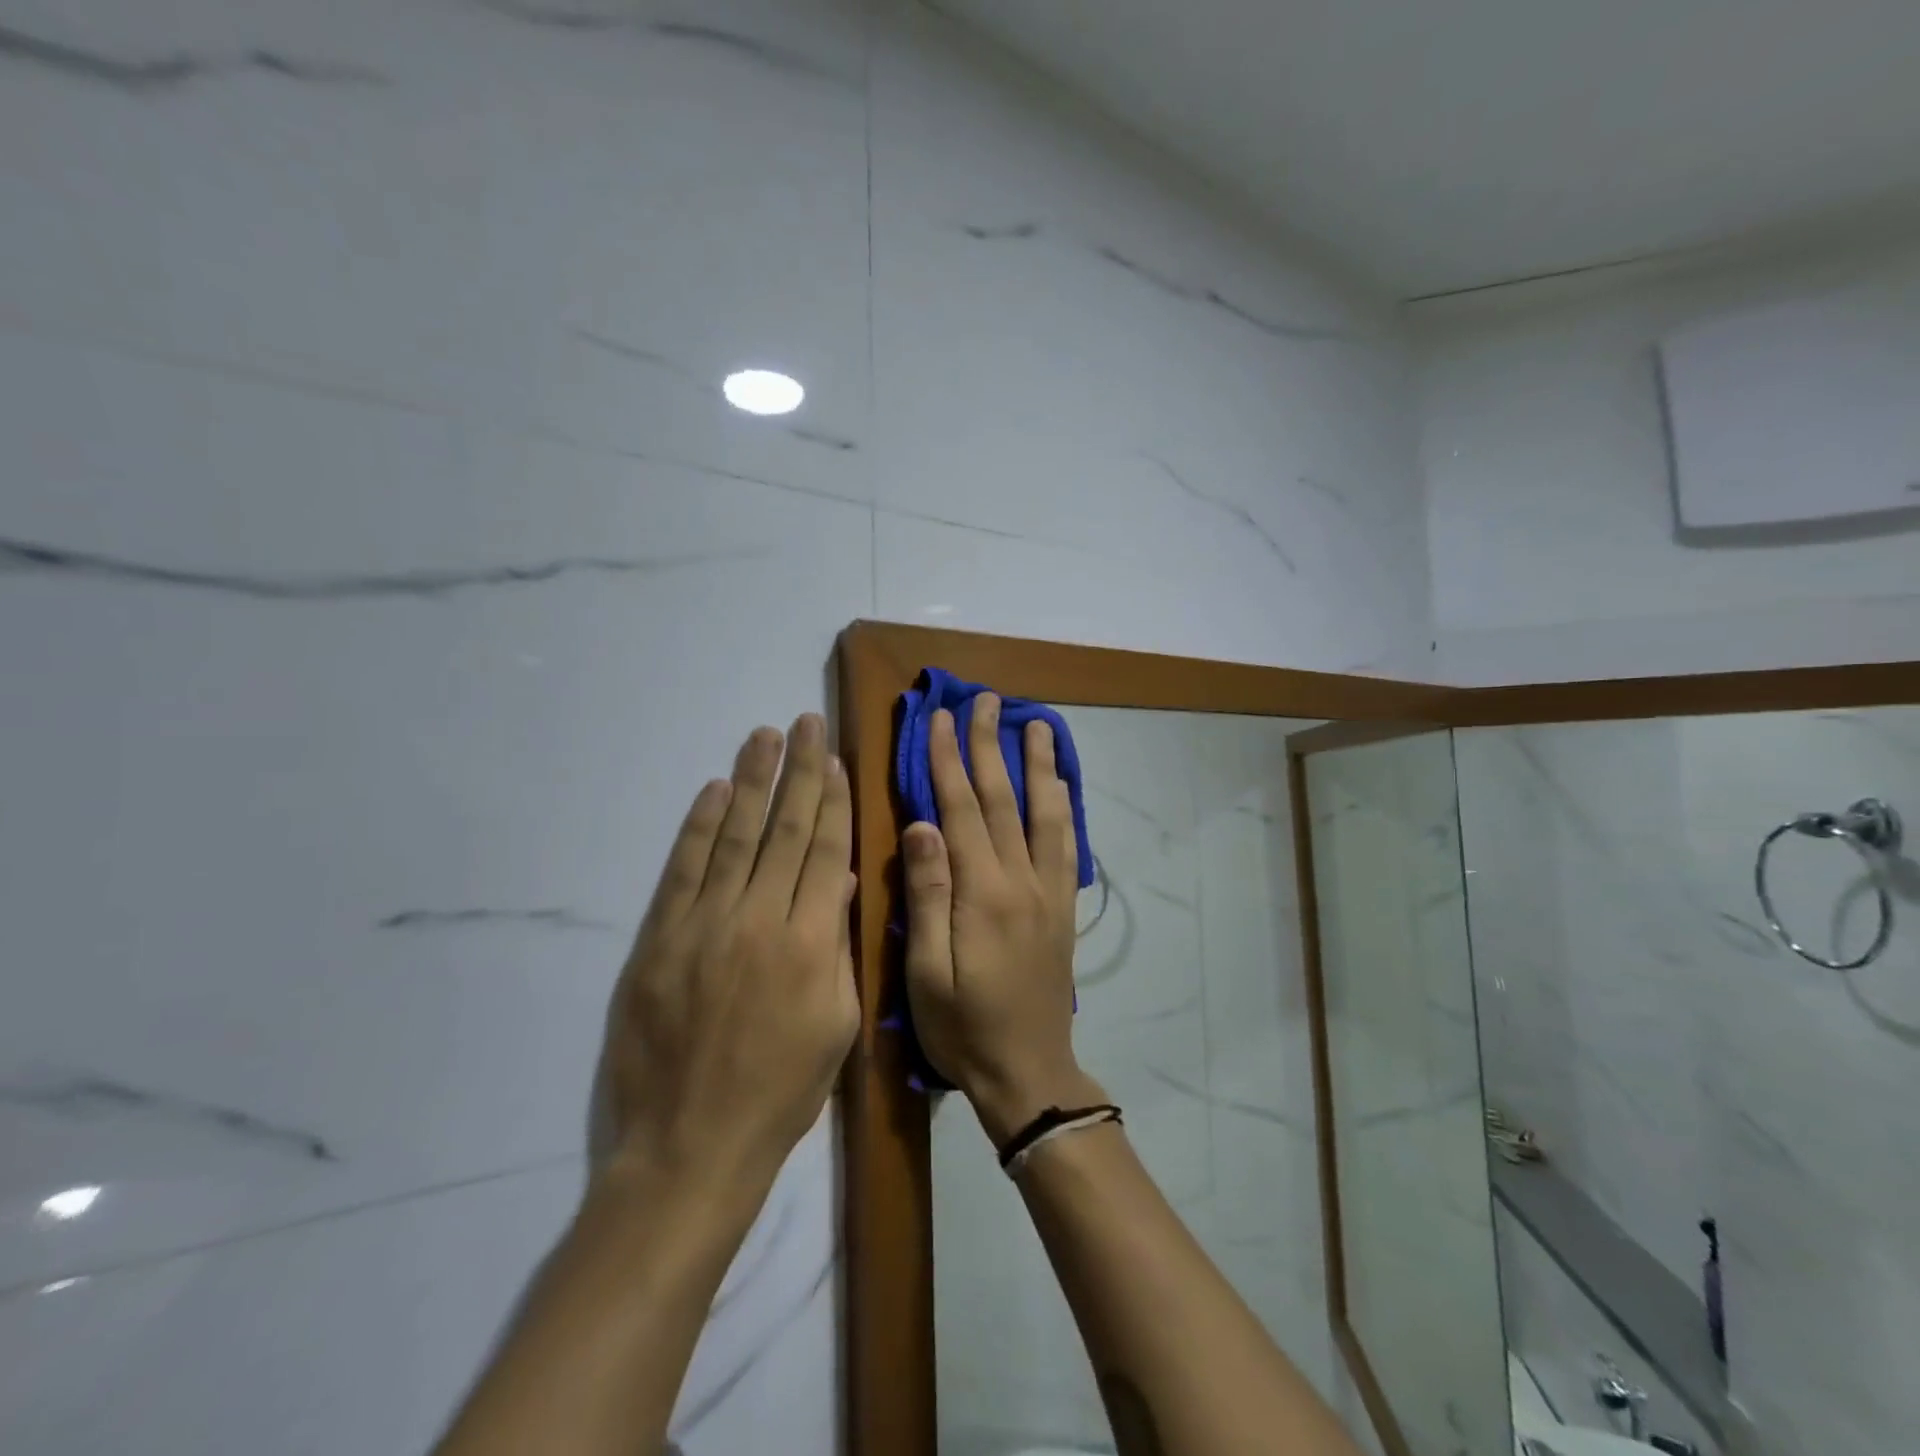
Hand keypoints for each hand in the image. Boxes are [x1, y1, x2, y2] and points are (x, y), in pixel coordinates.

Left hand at [600, 713, 857, 1195]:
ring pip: (734, 836)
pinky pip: (683, 870)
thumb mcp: (836, 1026)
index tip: (834, 759)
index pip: (824, 852)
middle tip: (804, 723)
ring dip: (750, 781)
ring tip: (763, 736)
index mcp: (810, 944)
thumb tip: (840, 883)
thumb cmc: (780, 1093)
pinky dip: (698, 826)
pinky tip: (714, 790)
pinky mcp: (659, 939)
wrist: (690, 1147)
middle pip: (783, 831)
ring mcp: (704, 926)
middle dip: (798, 772)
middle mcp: (759, 921)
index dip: (831, 802)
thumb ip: (838, 948)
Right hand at [902, 695, 1102, 1144]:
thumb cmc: (963, 1028)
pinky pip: (1067, 843)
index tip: (940, 720)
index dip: (947, 761)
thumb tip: (921, 825)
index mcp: (982, 894)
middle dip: (990, 746)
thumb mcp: (926, 973)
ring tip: (1036, 724)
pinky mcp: (1063, 907)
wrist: (1029, 1072)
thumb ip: (927, 895)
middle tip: (986, 700)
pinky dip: (1064, 805)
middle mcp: (1022, 881)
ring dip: (1038, 765)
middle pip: (1003, 800)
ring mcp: (1049, 892)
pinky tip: (1060, 784)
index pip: (960, 810)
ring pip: (1045, 813)